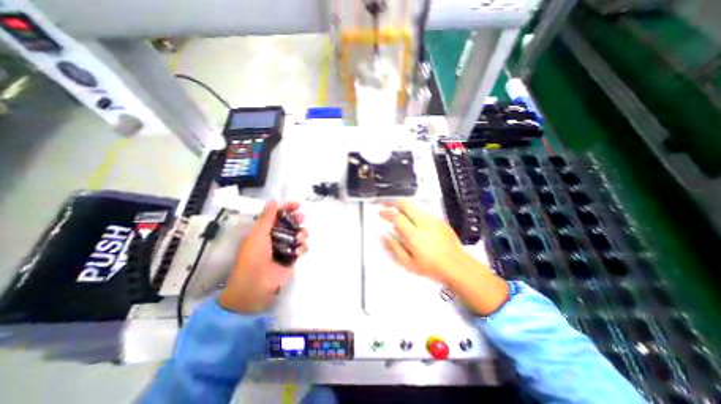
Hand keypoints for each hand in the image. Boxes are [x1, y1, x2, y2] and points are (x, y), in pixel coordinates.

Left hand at [220, 200, 309, 313]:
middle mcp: (276, 237)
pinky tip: (297, 253)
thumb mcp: (258, 234)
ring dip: (301, 234)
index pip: (278, 214)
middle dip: (297, 219)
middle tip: (301, 219)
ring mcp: (285, 248)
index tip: (297, 205)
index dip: (287, 208)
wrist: (255, 286)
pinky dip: (302, 248)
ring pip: (299, 234)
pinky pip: (303, 248)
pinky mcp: (292, 258)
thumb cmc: (253, 258)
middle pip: (291, 223)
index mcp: (265, 230)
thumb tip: (273, 201)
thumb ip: (267, 218)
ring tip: (298, 240)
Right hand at [379, 200, 508, 316]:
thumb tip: (384, 235)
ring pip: (415, 206)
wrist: (457, 265)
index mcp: (414, 234)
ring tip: (397, 210)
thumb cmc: (431, 267)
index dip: (386, 213)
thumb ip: (394, 248)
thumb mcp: (408, 263)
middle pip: (406, 205)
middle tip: (386, 203)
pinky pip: (423, 211)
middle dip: (394, 202)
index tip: (380, 213)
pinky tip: (412, 217)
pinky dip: (414, 210)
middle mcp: (423, 223)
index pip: (396, 217)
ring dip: (404, 205)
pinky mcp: (440, 220)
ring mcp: (433, 220)